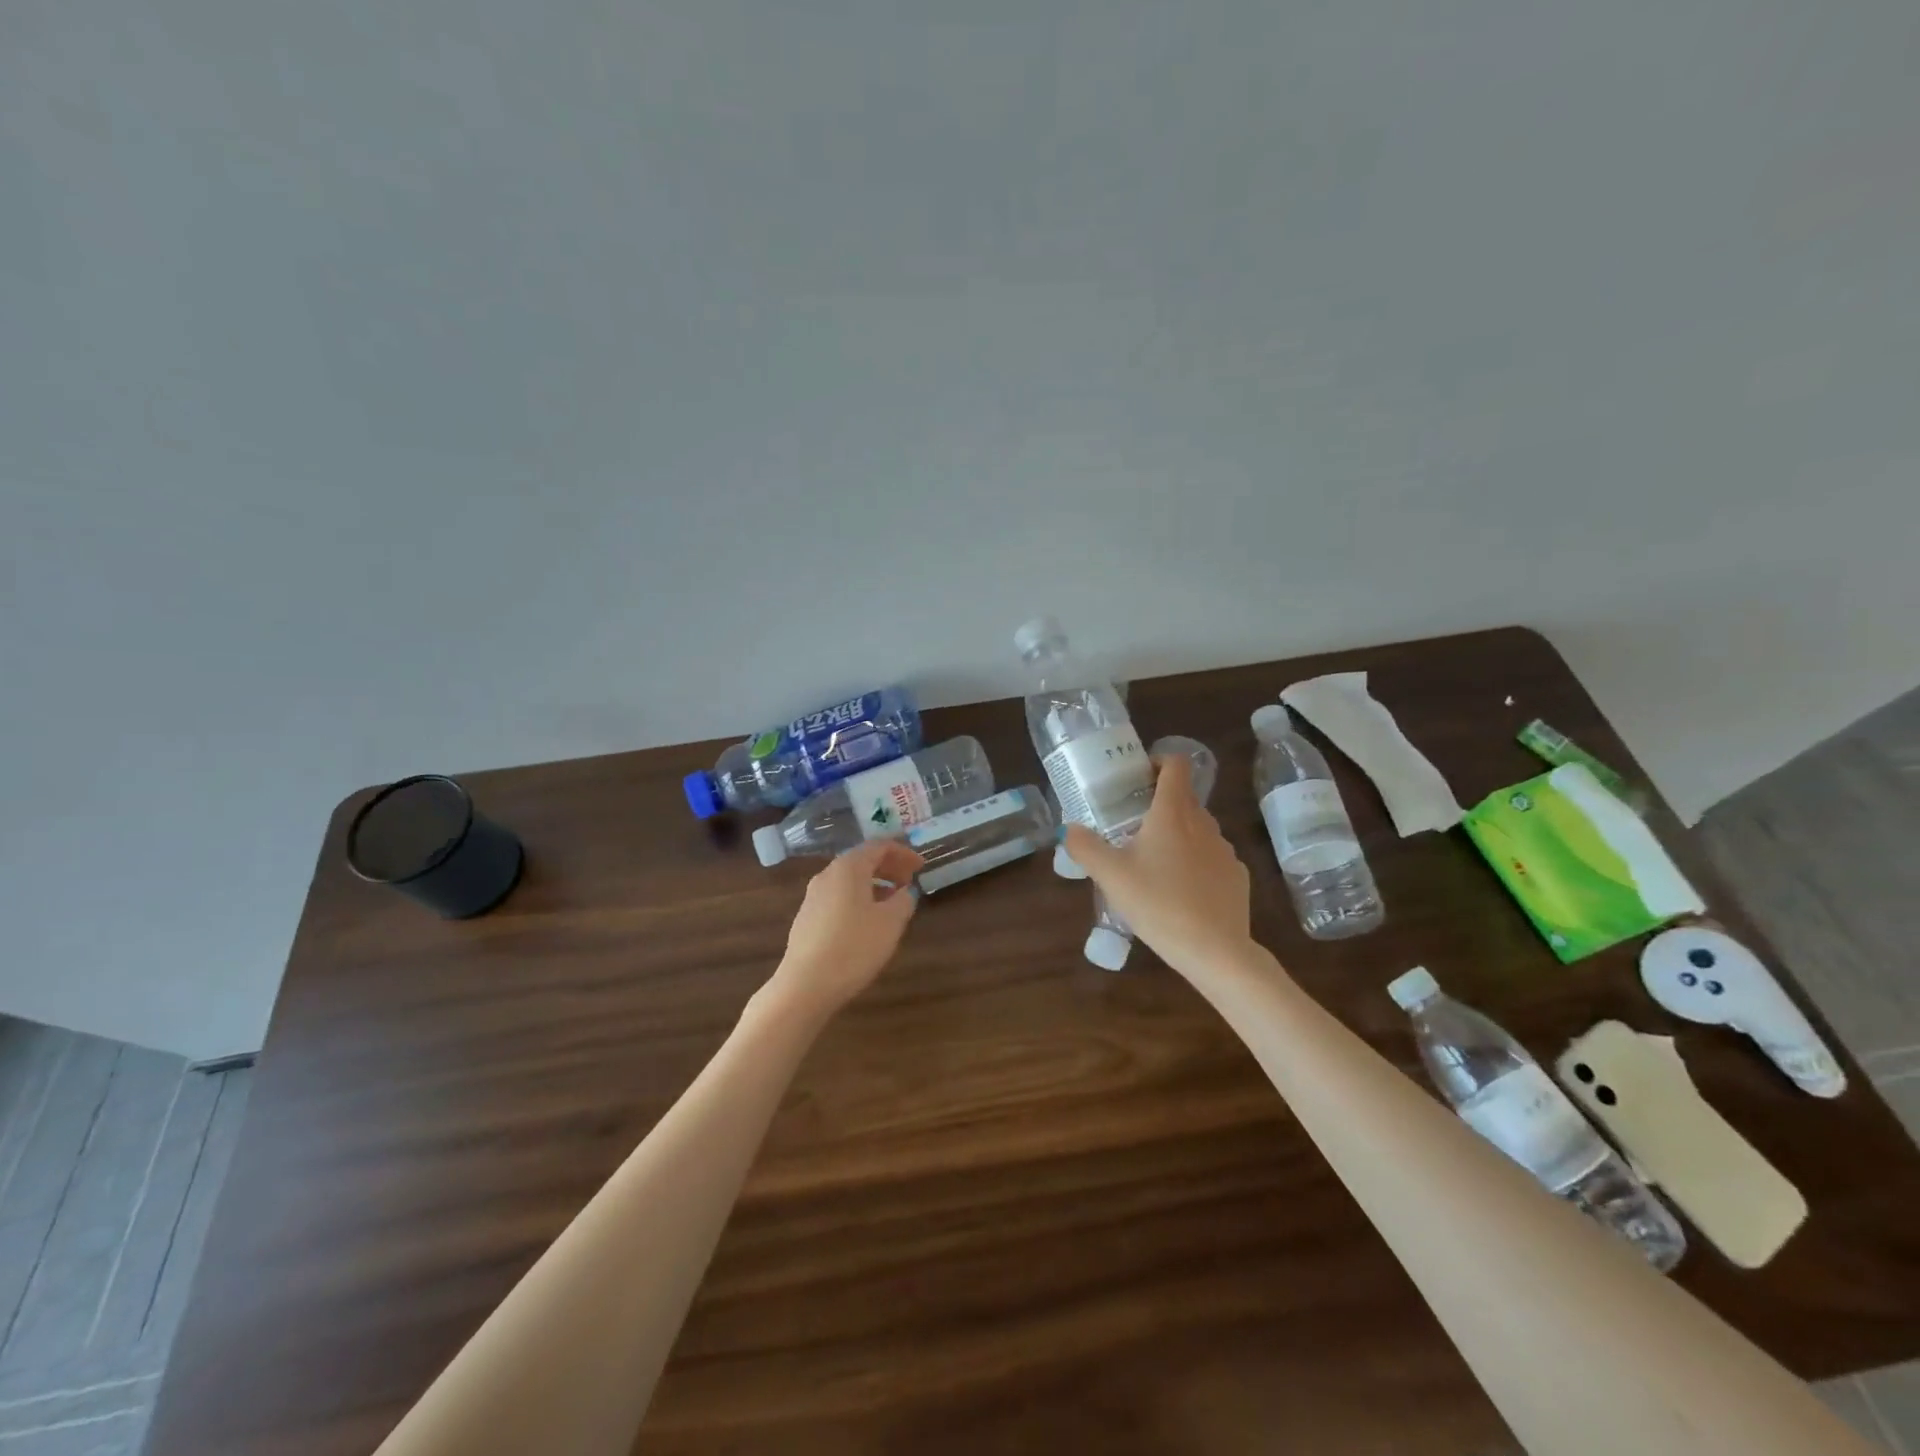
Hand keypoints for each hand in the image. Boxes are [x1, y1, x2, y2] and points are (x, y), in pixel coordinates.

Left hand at [767, 839, 923, 1018]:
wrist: (806, 985)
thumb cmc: (854, 947)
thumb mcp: (891, 922)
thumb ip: (904, 901)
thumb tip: (905, 892)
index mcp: (848, 868)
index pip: (878, 846)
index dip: (903, 853)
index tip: (921, 866)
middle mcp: (827, 875)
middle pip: (862, 860)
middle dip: (889, 867)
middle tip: (910, 881)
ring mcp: (813, 897)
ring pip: (849, 880)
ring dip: (875, 884)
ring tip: (894, 902)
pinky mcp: (807, 918)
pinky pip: (839, 897)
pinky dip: (859, 899)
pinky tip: (868, 922)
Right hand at [1063, 754, 1255, 981]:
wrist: (1215, 951)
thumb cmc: (1159, 904)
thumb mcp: (1110, 876)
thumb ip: (1085, 847)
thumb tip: (1069, 828)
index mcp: (1173, 813)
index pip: (1175, 764)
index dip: (1156, 762)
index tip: (1136, 780)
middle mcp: (1204, 823)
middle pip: (1184, 798)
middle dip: (1159, 805)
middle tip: (1131, 827)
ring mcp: (1225, 850)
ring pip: (1198, 829)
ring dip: (1177, 836)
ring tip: (1153, 865)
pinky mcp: (1238, 876)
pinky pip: (1212, 858)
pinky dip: (1195, 864)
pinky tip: (1180, 893)